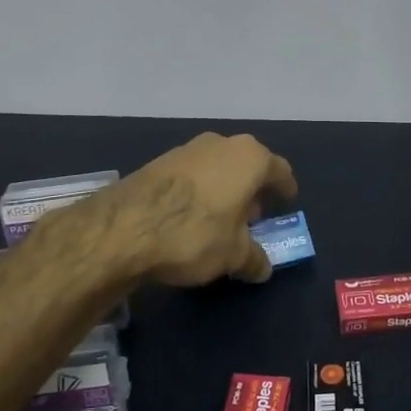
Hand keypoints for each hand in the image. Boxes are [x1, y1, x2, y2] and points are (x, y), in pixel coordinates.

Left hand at [101, 132, 297, 286]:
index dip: (285, 189)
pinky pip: (192, 174)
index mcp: (251, 158)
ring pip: (218, 167)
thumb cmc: (194, 234)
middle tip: (253, 216)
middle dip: (252, 189)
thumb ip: (254, 258)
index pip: (280, 171)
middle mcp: (222, 144)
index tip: (286, 202)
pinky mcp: (160, 160)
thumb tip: (263, 267)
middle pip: (248, 165)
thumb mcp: (233, 255)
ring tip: (220, 218)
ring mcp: (188, 148)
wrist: (124, 227)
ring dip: (224, 188)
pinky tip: (190, 215)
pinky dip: (198, 190)